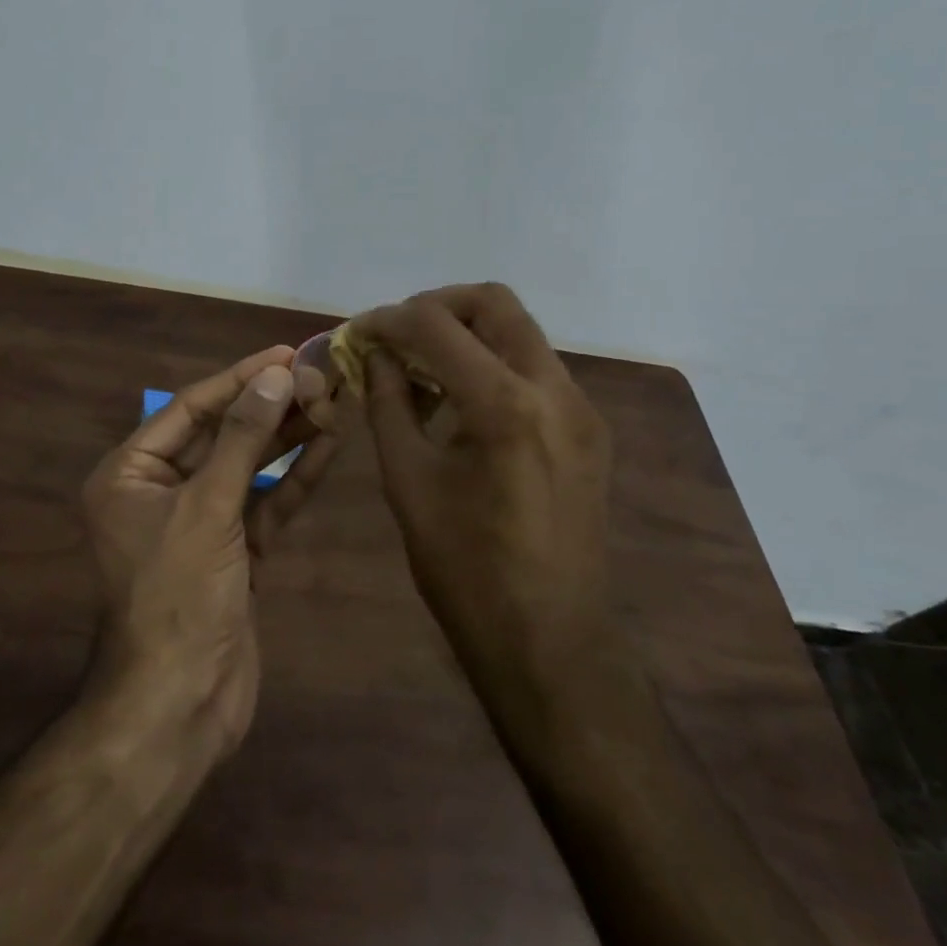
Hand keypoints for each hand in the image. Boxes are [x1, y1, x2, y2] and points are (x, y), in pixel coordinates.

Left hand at [78, 346, 335, 757]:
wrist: (179, 707)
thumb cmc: (178, 595)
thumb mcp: (208, 508)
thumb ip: (243, 439)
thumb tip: (275, 375)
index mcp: (131, 473)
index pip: (191, 408)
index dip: (240, 378)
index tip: (285, 354)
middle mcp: (161, 490)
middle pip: (223, 433)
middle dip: (270, 406)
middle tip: (320, 377)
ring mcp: (201, 522)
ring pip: (249, 467)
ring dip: (288, 437)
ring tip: (332, 400)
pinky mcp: (234, 551)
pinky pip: (265, 503)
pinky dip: (294, 478)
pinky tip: (329, 445)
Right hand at [354, 284, 620, 713]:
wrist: (550, 642)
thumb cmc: (465, 569)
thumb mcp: (408, 481)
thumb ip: (388, 403)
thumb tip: (375, 355)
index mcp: (504, 406)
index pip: (436, 325)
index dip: (388, 320)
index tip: (357, 333)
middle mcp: (554, 391)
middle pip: (494, 303)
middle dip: (437, 306)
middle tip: (397, 335)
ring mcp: (581, 408)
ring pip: (519, 332)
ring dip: (466, 334)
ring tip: (422, 368)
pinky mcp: (589, 429)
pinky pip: (535, 368)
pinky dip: (492, 364)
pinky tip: (460, 401)